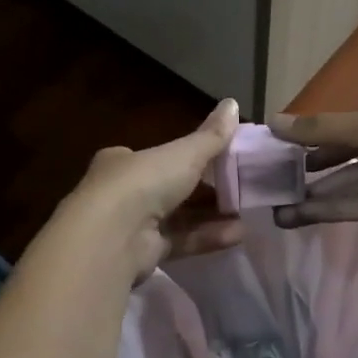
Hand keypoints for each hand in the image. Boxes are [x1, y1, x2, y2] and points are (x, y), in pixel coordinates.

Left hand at [61, 99, 243, 278]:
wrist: (111, 237)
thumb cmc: (144, 182)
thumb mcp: (184, 154)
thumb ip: (211, 136)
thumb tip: (234, 103)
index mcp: (124, 161)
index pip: (158, 156)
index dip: (188, 157)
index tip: (220, 160)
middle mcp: (123, 192)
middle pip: (169, 188)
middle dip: (204, 191)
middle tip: (239, 189)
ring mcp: (131, 225)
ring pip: (177, 218)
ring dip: (210, 215)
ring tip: (246, 214)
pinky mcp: (142, 254)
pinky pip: (179, 241)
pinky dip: (206, 237)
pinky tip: (237, 235)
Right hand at [268, 93, 357, 227]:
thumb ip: (321, 130)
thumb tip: (271, 122)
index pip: (341, 130)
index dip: (310, 142)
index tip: (279, 154)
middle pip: (342, 160)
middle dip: (309, 174)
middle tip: (272, 188)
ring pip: (348, 187)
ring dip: (315, 198)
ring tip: (277, 210)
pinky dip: (333, 211)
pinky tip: (301, 216)